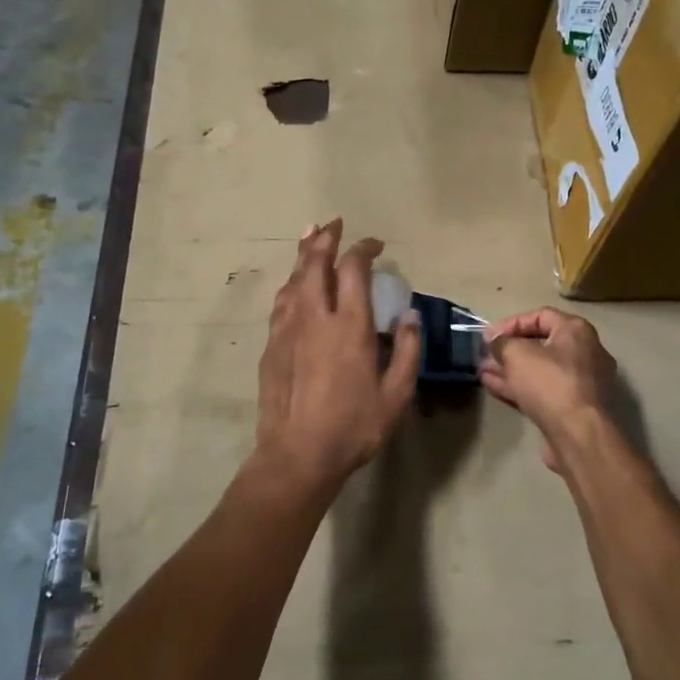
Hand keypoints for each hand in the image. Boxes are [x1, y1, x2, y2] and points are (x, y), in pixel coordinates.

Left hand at [254, 220, 421, 496]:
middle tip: (334, 223)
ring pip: (293, 279)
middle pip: (315, 262)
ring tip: (310, 238)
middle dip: (325, 237)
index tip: (376, 245)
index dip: (364, 248)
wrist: (297, 455)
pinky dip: (291, 285)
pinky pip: (281, 303)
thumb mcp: (396, 395)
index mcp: (349, 325)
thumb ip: (406, 351)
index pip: (354, 269)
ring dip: (303, 255)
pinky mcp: (271, 346)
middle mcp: (315, 317)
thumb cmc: (353, 427)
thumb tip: (408, 316)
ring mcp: (287, 329)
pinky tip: (294, 286)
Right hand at [478, 308, 617, 473]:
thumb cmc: (550, 383)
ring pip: (539, 369)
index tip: (488, 336)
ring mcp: (581, 382)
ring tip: (482, 371)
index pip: (540, 316)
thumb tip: (494, 340)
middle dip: (509, 349)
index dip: (511, 323)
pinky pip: (543, 389)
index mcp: (576, 331)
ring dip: (510, 369)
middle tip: (485, 354)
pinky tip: (493, 386)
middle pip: (540, 344)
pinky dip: (520, 386)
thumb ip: (502, 343)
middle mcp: (584, 352)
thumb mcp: (517, 355)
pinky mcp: (573, 407)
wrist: (579, 435)